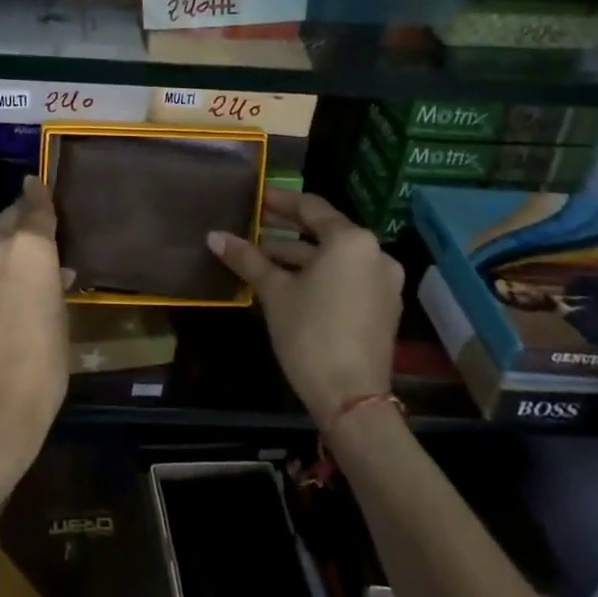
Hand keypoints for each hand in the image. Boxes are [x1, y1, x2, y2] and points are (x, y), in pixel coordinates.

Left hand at [0, 178, 69, 499]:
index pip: (36, 206)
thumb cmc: (44, 360)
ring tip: (17, 274)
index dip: (38, 194)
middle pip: (9, 219)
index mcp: (30, 245)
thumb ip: (53, 281)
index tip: (35, 182)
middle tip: (35, 238)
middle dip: (21, 223)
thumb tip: (53, 270)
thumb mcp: (61, 315)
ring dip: (2, 250)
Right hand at [207, 188, 403, 427]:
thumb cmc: (310, 333)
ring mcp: (383, 283)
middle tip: (253, 226)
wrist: (352, 398)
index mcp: (351, 241)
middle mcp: (375, 254)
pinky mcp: (383, 308)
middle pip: (325, 232)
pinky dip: (320, 275)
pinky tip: (289, 283)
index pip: (310, 207)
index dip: (279, 201)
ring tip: (262, 258)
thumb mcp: (274, 292)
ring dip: (300, 256)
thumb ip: (246, 258)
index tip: (256, 198)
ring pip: (335, 258)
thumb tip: (214, 236)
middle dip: (287, 231)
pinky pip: (347, 278)